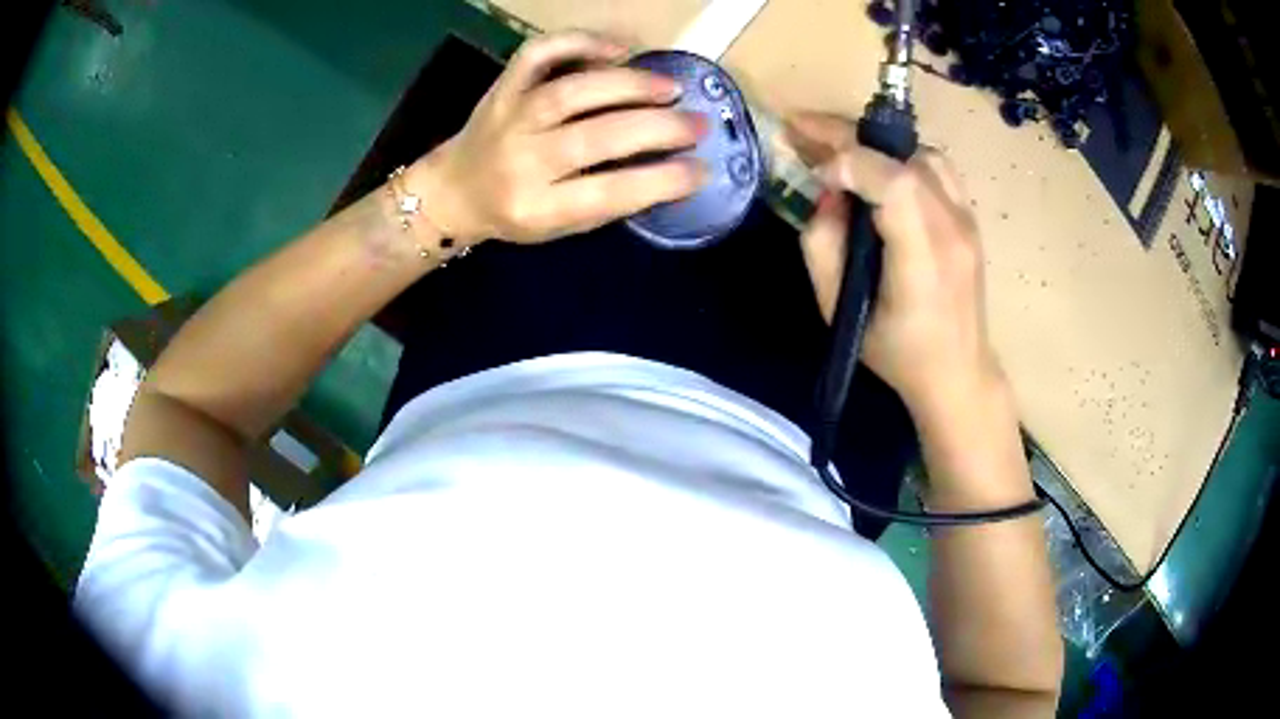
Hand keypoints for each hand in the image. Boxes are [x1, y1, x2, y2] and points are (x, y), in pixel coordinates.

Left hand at [409, 32, 708, 244]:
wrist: (453, 191)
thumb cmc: (514, 214)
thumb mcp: (560, 226)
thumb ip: (607, 201)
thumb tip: (667, 167)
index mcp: (537, 208)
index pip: (608, 193)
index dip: (661, 180)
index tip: (701, 169)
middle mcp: (521, 161)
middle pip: (596, 138)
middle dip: (658, 128)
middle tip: (698, 123)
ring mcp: (509, 117)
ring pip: (572, 91)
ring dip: (629, 85)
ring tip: (669, 87)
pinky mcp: (503, 87)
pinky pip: (538, 54)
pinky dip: (579, 42)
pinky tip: (617, 49)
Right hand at [786, 112, 1005, 422]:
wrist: (958, 373)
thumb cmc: (897, 353)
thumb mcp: (839, 311)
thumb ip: (822, 245)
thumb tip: (828, 195)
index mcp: (924, 260)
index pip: (895, 183)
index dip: (850, 162)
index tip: (818, 175)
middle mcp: (953, 229)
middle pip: (906, 157)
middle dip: (849, 137)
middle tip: (804, 129)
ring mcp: (968, 220)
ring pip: (922, 155)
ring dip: (878, 148)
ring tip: (841, 153)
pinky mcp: (970, 219)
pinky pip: (936, 169)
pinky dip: (902, 159)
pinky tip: (880, 173)